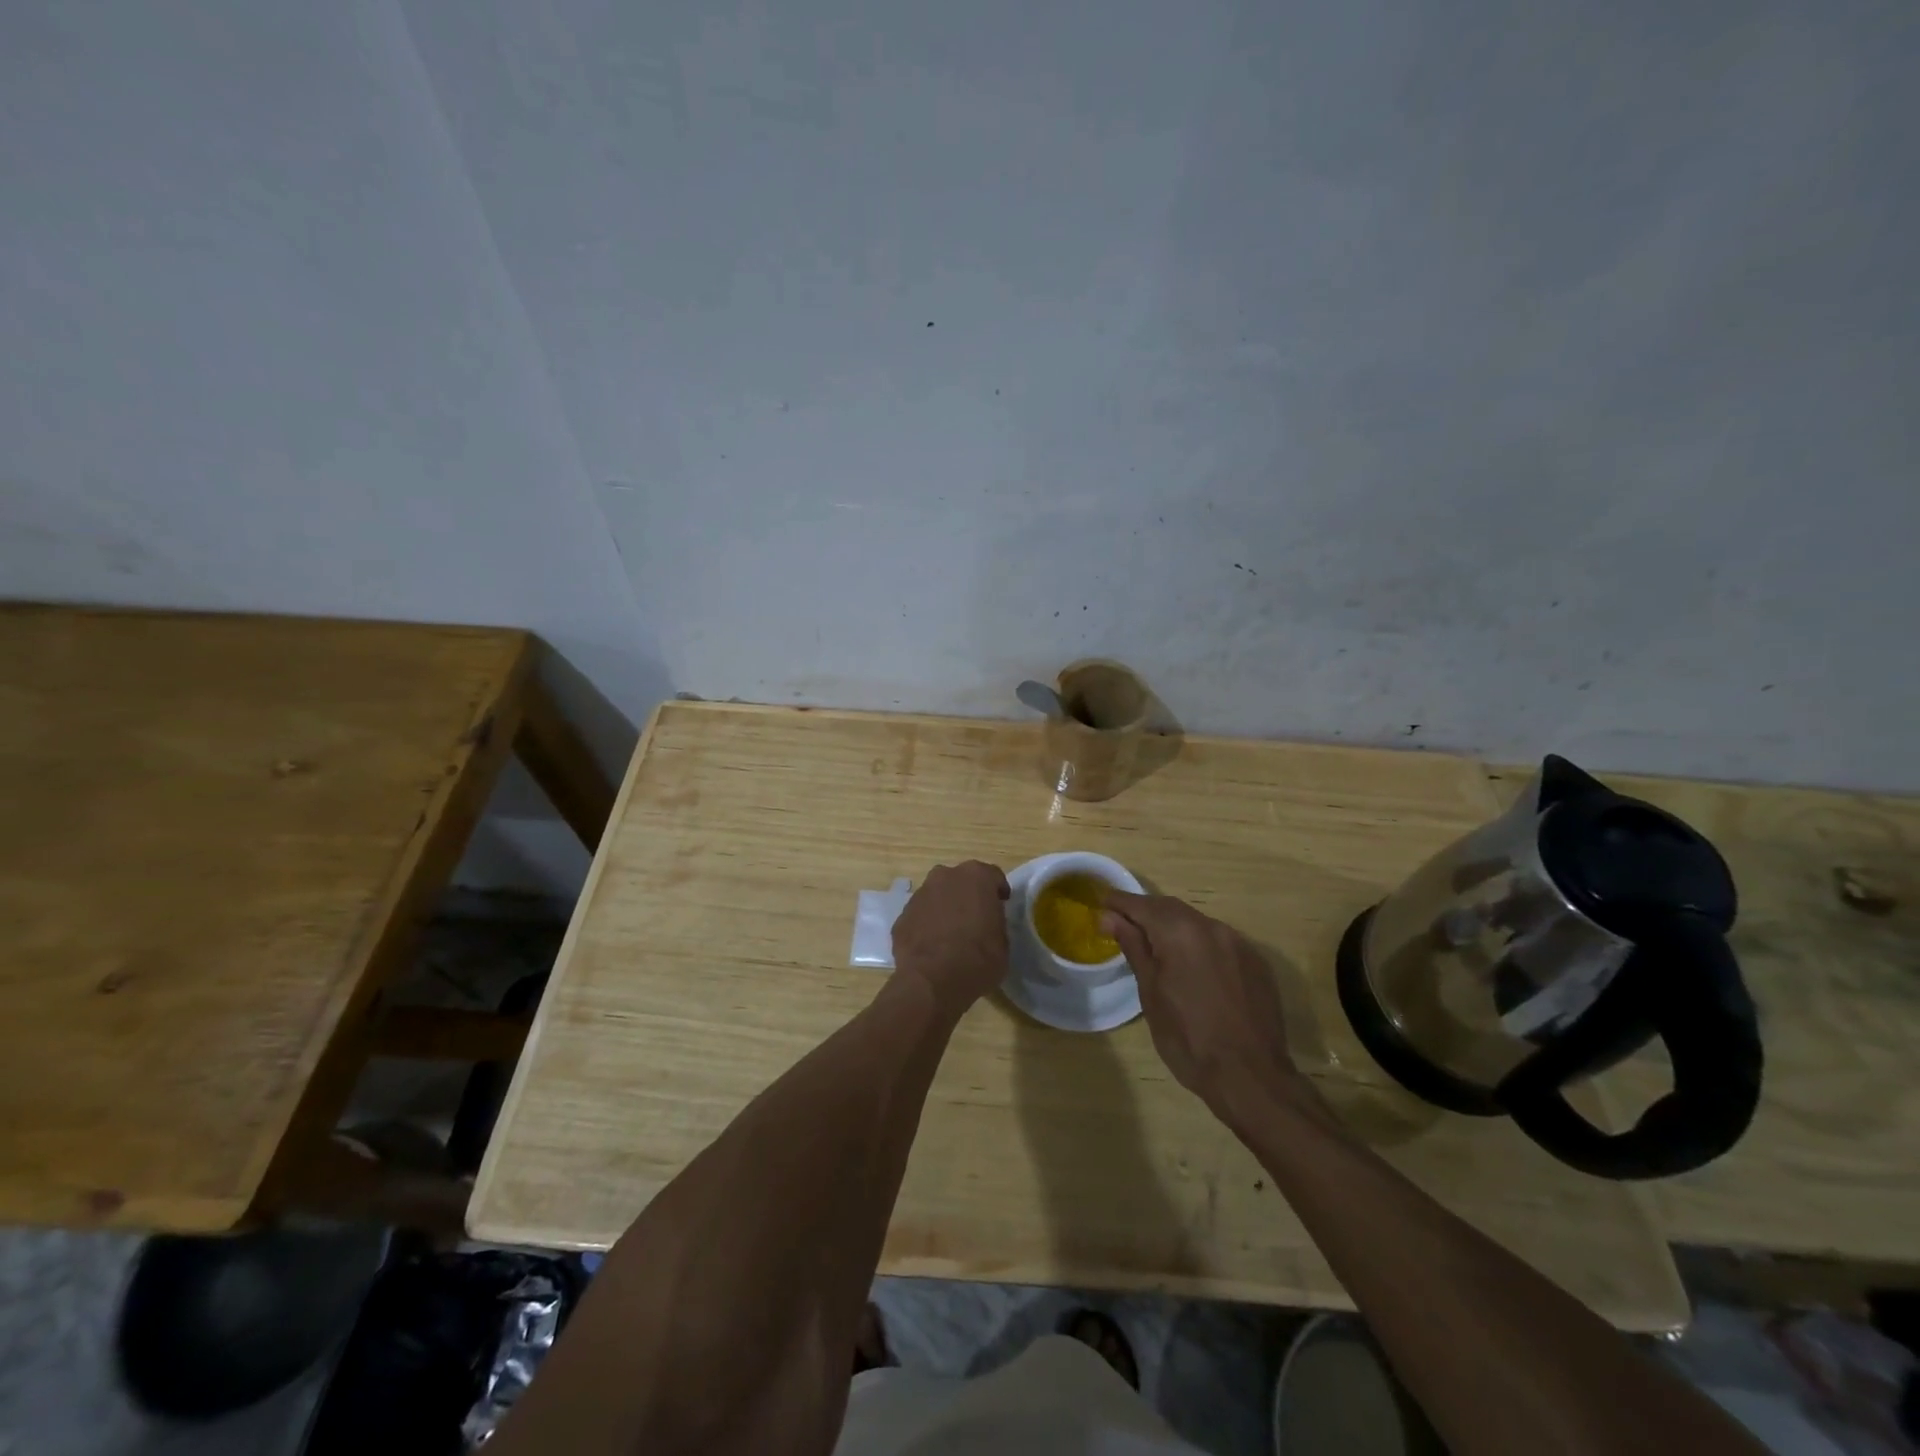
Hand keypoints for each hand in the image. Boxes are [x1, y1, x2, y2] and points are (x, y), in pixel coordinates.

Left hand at [891, 861, 1010, 1018]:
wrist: (932, 981)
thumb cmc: (978, 959)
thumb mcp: (1003, 942)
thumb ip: (995, 922)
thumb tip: (988, 923)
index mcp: (976, 877)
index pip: (992, 876)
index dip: (998, 891)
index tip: (1001, 905)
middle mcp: (945, 876)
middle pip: (960, 881)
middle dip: (968, 895)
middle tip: (975, 918)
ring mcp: (920, 895)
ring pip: (937, 896)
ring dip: (945, 908)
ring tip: (951, 935)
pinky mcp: (902, 916)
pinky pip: (920, 916)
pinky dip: (927, 925)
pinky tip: (932, 947)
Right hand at [1101, 892, 1314, 1122]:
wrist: (1251, 1078)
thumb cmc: (1188, 1039)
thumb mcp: (1151, 994)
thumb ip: (1133, 948)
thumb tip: (1110, 917)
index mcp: (1181, 933)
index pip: (1142, 905)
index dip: (1119, 902)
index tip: (1101, 903)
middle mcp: (1212, 927)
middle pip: (1171, 908)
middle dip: (1146, 911)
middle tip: (1123, 923)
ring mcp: (1239, 943)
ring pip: (1197, 922)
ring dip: (1174, 927)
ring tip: (1156, 945)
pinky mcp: (1257, 962)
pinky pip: (1220, 940)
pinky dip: (1199, 943)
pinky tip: (1193, 965)